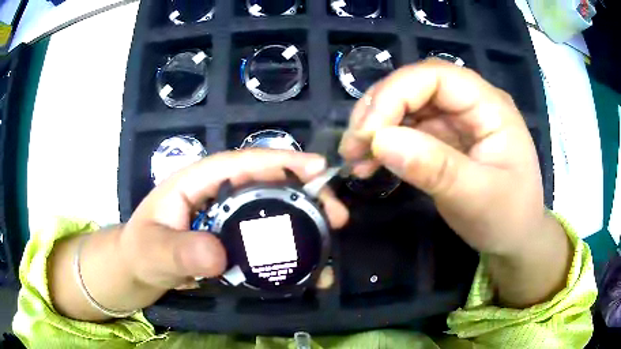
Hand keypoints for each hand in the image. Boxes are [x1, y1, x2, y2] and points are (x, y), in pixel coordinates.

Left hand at [50, 150, 348, 320]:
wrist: (139, 270)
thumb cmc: (140, 251)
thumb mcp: (153, 250)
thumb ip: (179, 251)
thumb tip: (218, 255)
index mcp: (197, 181)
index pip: (241, 162)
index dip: (281, 161)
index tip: (317, 168)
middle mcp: (219, 194)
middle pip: (269, 184)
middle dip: (307, 194)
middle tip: (336, 215)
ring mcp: (229, 218)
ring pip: (275, 211)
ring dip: (306, 223)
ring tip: (330, 242)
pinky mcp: (235, 240)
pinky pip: (268, 239)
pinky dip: (290, 250)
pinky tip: (309, 267)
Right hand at [339, 60, 569, 306]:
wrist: (515, 239)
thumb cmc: (508, 217)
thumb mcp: (477, 198)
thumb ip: (435, 168)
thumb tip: (380, 141)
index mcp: (490, 105)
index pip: (436, 76)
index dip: (396, 94)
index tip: (368, 133)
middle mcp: (471, 103)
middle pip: (415, 85)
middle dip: (379, 110)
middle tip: (352, 146)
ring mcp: (456, 120)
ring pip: (406, 106)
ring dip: (375, 128)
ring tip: (354, 158)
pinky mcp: (444, 139)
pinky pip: (407, 130)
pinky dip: (383, 144)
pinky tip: (369, 163)